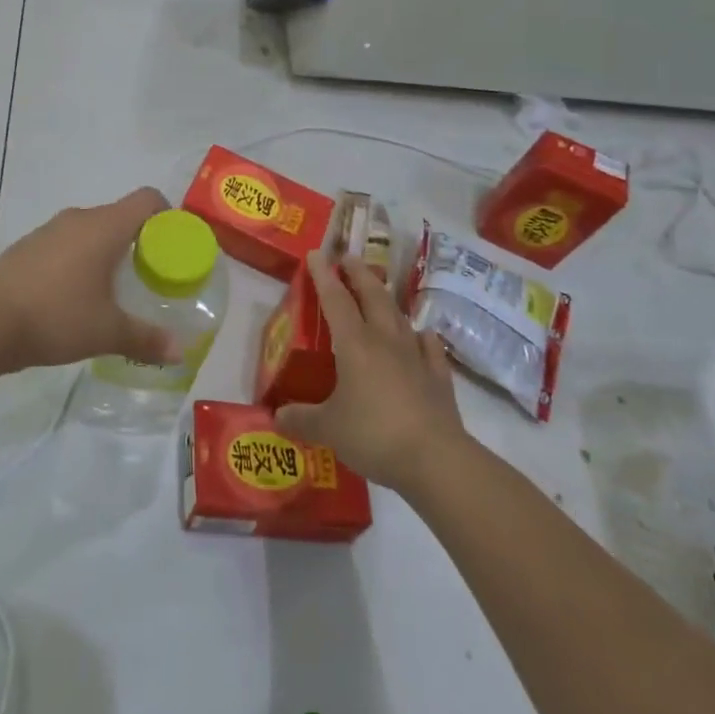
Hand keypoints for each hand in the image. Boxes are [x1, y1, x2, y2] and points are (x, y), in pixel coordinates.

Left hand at [0, 187, 179, 372]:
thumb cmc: (55, 317)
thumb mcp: (107, 332)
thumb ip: (147, 338)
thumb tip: (181, 351)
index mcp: (104, 226)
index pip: (147, 199)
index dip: (167, 215)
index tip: (175, 245)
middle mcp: (78, 218)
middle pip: (120, 215)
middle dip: (140, 240)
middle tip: (151, 275)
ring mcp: (49, 230)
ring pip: (91, 230)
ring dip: (107, 251)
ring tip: (115, 288)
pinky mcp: (28, 247)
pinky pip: (66, 244)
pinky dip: (80, 260)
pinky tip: (76, 295)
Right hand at [275, 249, 470, 492]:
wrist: (435, 459)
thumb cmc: (374, 435)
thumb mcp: (328, 429)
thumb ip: (301, 419)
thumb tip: (276, 416)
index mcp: (354, 344)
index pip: (335, 299)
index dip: (323, 275)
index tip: (316, 254)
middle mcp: (384, 340)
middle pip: (372, 295)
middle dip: (359, 273)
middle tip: (349, 258)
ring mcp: (415, 356)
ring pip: (399, 315)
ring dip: (386, 299)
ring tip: (378, 292)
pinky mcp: (438, 377)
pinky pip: (429, 347)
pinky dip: (422, 336)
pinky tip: (422, 335)